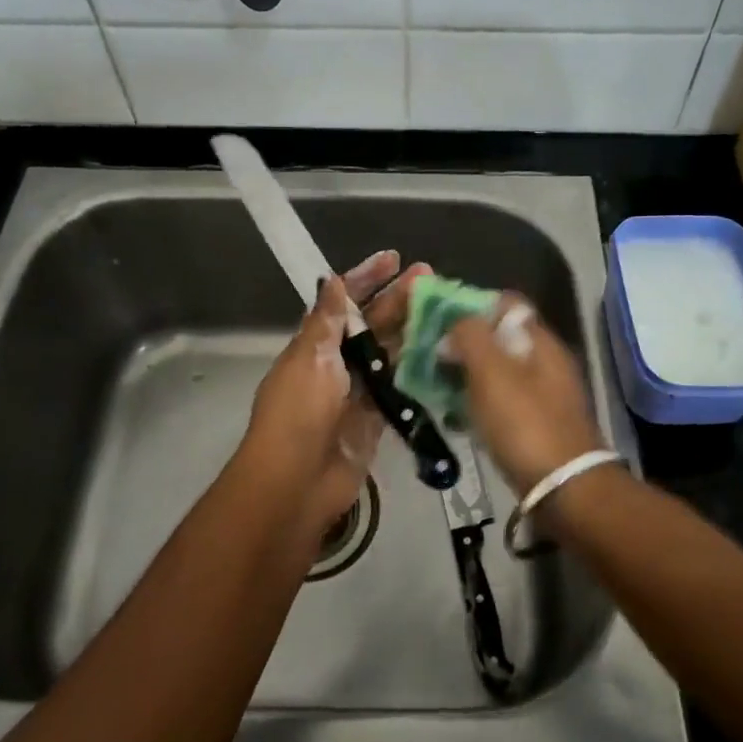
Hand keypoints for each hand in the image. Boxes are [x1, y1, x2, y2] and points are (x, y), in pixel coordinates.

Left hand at [235, 250, 426, 535]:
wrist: (296, 483)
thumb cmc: (299, 413)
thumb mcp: (310, 359)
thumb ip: (326, 321)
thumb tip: (333, 280)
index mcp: (315, 343)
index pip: (343, 301)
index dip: (366, 277)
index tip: (394, 258)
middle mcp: (337, 362)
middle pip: (371, 323)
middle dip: (398, 299)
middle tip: (431, 278)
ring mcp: (357, 391)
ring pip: (389, 352)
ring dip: (412, 330)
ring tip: (445, 309)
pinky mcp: (376, 419)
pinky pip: (400, 387)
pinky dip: (417, 370)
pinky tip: (443, 353)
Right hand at [443, 295, 607, 495]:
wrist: (564, 488)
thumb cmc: (524, 424)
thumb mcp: (491, 372)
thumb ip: (471, 336)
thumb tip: (456, 322)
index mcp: (540, 341)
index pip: (506, 304)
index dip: (471, 306)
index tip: (439, 322)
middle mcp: (546, 362)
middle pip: (500, 338)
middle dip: (464, 343)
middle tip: (431, 357)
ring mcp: (544, 394)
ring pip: (499, 370)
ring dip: (468, 374)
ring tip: (437, 386)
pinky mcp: (538, 424)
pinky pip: (502, 400)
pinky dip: (479, 402)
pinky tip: (459, 416)